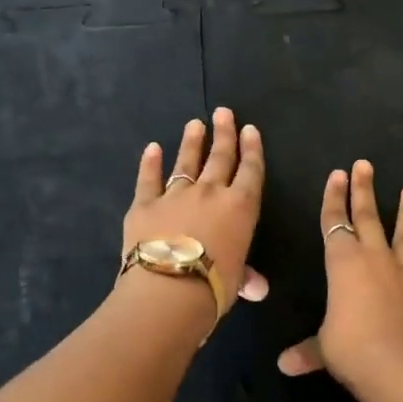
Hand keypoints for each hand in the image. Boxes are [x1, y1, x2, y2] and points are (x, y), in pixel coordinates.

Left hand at [122, 108, 269, 314]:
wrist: (168, 289)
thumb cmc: (214, 286)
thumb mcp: (236, 282)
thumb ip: (245, 277)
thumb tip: (257, 288)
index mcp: (240, 207)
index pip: (250, 171)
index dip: (252, 149)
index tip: (250, 130)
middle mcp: (210, 193)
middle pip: (220, 157)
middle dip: (224, 133)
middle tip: (224, 112)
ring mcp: (176, 194)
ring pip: (187, 161)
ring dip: (192, 142)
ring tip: (195, 124)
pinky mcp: (145, 204)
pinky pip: (149, 178)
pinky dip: (150, 162)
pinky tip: (152, 148)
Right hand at [278, 159, 402, 386]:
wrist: (397, 368)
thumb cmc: (350, 350)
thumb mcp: (323, 349)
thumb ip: (306, 352)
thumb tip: (284, 366)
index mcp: (343, 265)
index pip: (334, 224)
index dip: (333, 199)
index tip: (337, 175)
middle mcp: (375, 261)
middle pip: (368, 218)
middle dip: (364, 190)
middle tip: (365, 165)